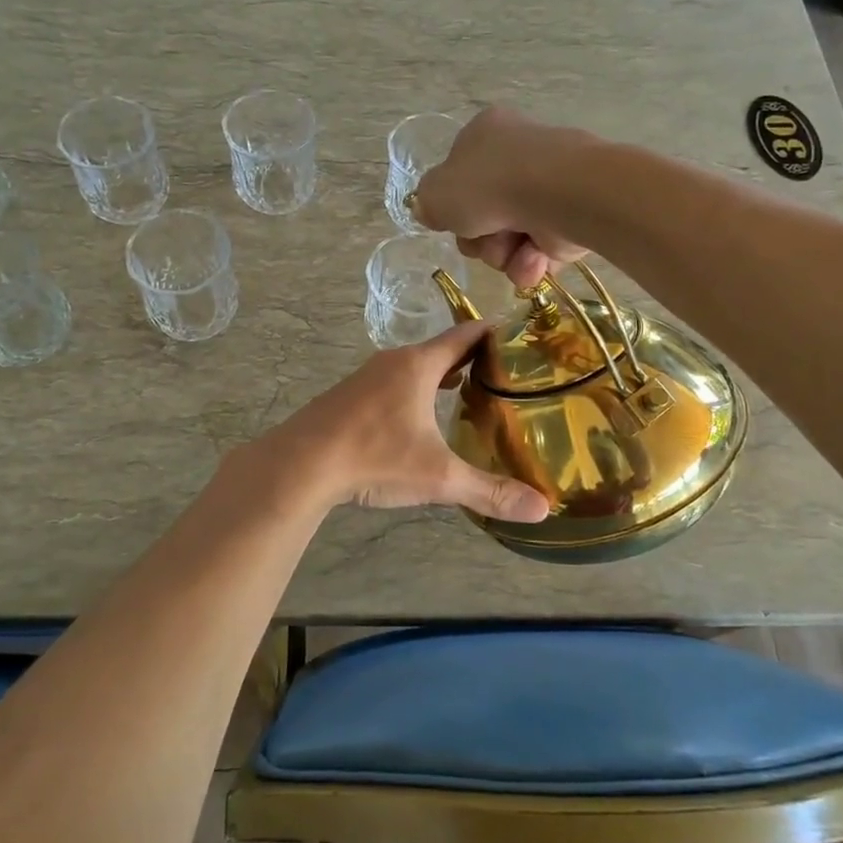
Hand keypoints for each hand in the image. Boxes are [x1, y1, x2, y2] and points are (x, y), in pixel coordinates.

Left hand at [275, 321, 548, 522]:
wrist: (299, 465)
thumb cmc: (374, 456)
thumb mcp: (438, 477)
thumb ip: (489, 491)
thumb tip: (543, 509)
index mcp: (419, 365)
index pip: (465, 335)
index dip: (494, 332)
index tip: (521, 336)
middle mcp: (393, 362)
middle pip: (441, 350)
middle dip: (472, 359)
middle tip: (506, 374)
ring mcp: (365, 378)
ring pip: (413, 368)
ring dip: (440, 376)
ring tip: (468, 394)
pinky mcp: (347, 397)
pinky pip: (391, 384)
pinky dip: (414, 391)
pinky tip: (418, 419)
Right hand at [412, 106, 588, 289]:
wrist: (558, 195)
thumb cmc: (490, 185)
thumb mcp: (436, 193)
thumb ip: (427, 204)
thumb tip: (432, 212)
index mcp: (486, 133)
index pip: (460, 173)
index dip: (452, 204)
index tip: (451, 221)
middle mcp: (518, 156)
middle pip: (482, 214)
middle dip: (478, 239)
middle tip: (481, 238)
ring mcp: (547, 188)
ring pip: (508, 239)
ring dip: (502, 254)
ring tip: (512, 250)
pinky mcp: (570, 219)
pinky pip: (537, 252)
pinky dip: (530, 263)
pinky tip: (532, 259)